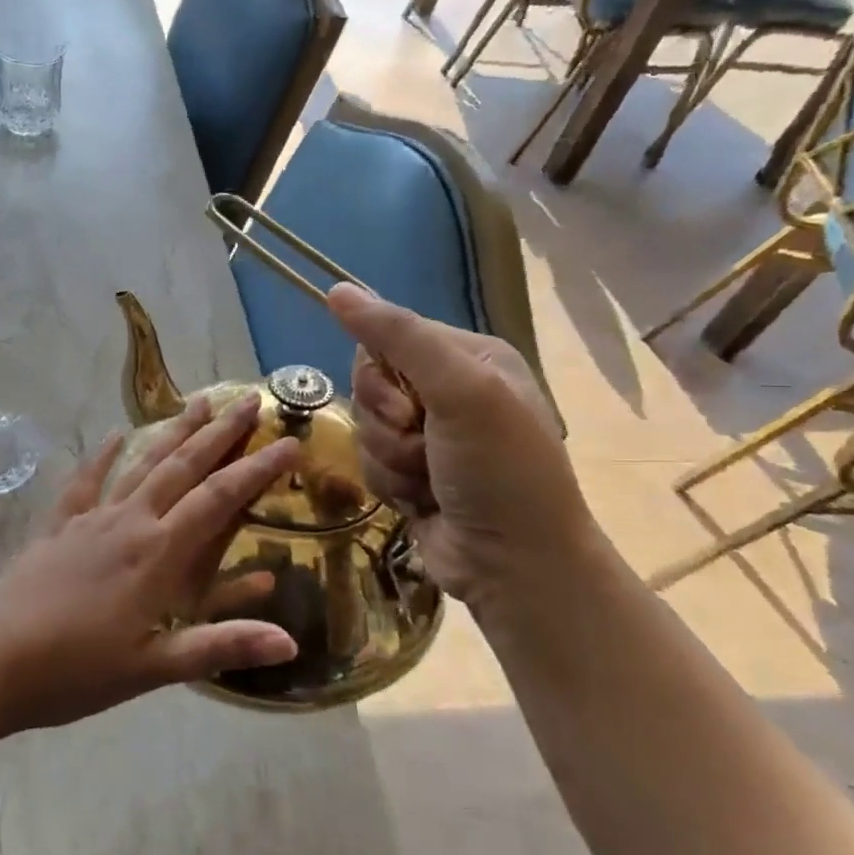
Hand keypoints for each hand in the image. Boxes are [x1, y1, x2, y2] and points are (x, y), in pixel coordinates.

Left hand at [0, 393, 300, 731]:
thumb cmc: (76, 670)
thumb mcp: (154, 668)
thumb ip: (221, 646)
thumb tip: (291, 640)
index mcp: (158, 553)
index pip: (218, 499)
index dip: (256, 470)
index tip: (288, 442)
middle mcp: (129, 521)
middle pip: (182, 467)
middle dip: (219, 433)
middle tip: (248, 400)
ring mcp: (91, 518)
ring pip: (140, 464)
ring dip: (171, 432)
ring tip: (196, 402)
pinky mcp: (59, 525)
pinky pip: (85, 481)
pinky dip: (102, 456)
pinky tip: (112, 436)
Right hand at [328, 283, 596, 608]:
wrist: (516, 565)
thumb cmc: (500, 470)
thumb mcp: (459, 392)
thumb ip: (399, 337)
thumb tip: (337, 289)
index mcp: (469, 358)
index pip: (388, 338)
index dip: (382, 374)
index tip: (408, 406)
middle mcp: (448, 390)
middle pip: (369, 384)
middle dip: (386, 422)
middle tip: (422, 443)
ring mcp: (429, 435)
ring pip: (365, 426)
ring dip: (389, 457)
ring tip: (428, 480)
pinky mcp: (410, 472)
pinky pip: (368, 461)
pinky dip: (388, 482)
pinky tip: (420, 499)